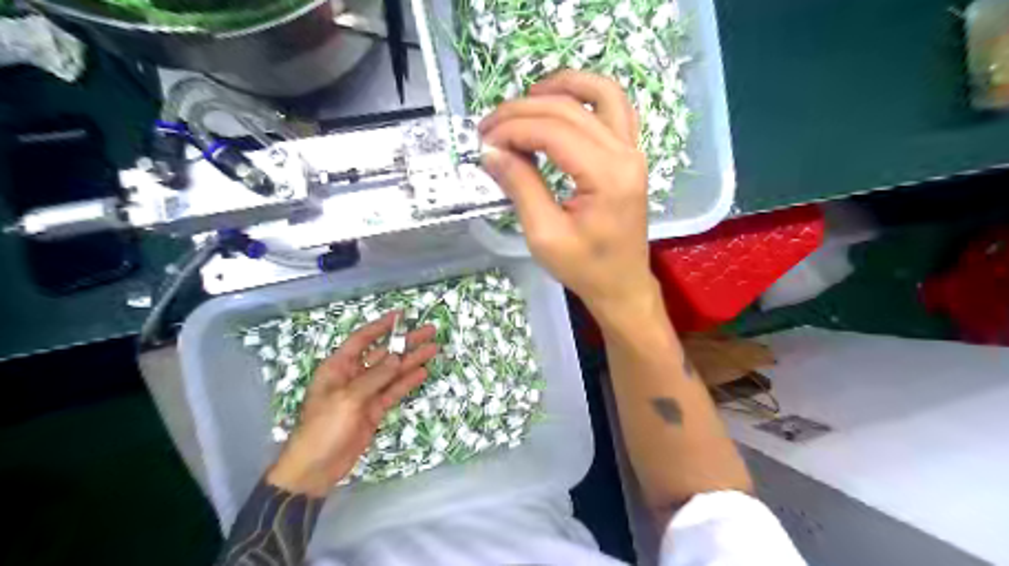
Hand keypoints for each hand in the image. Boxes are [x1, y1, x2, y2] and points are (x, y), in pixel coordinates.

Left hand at [267, 312, 438, 495]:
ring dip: (412, 360)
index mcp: (338, 367)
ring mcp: (365, 393)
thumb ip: (375, 377)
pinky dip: (408, 382)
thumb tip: (397, 357)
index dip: (381, 326)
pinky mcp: (374, 410)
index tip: (401, 316)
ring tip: (434, 348)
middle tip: (429, 331)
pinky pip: (393, 391)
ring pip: (392, 372)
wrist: (316, 467)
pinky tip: (423, 372)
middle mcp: (353, 376)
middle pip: (383, 354)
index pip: (362, 340)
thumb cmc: (324, 427)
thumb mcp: (348, 398)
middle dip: (405, 342)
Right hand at [482, 69, 663, 320]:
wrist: (622, 285)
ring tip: (525, 99)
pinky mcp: (631, 155)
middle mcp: (626, 153)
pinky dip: (586, 96)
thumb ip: (520, 187)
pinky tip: (560, 103)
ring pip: (600, 94)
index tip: (484, 142)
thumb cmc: (585, 268)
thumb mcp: (544, 235)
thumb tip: (491, 152)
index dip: (512, 130)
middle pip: (570, 108)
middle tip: (489, 127)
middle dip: (522, 111)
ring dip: (561, 87)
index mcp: (607, 176)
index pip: (553, 131)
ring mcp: (633, 150)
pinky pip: (614, 108)